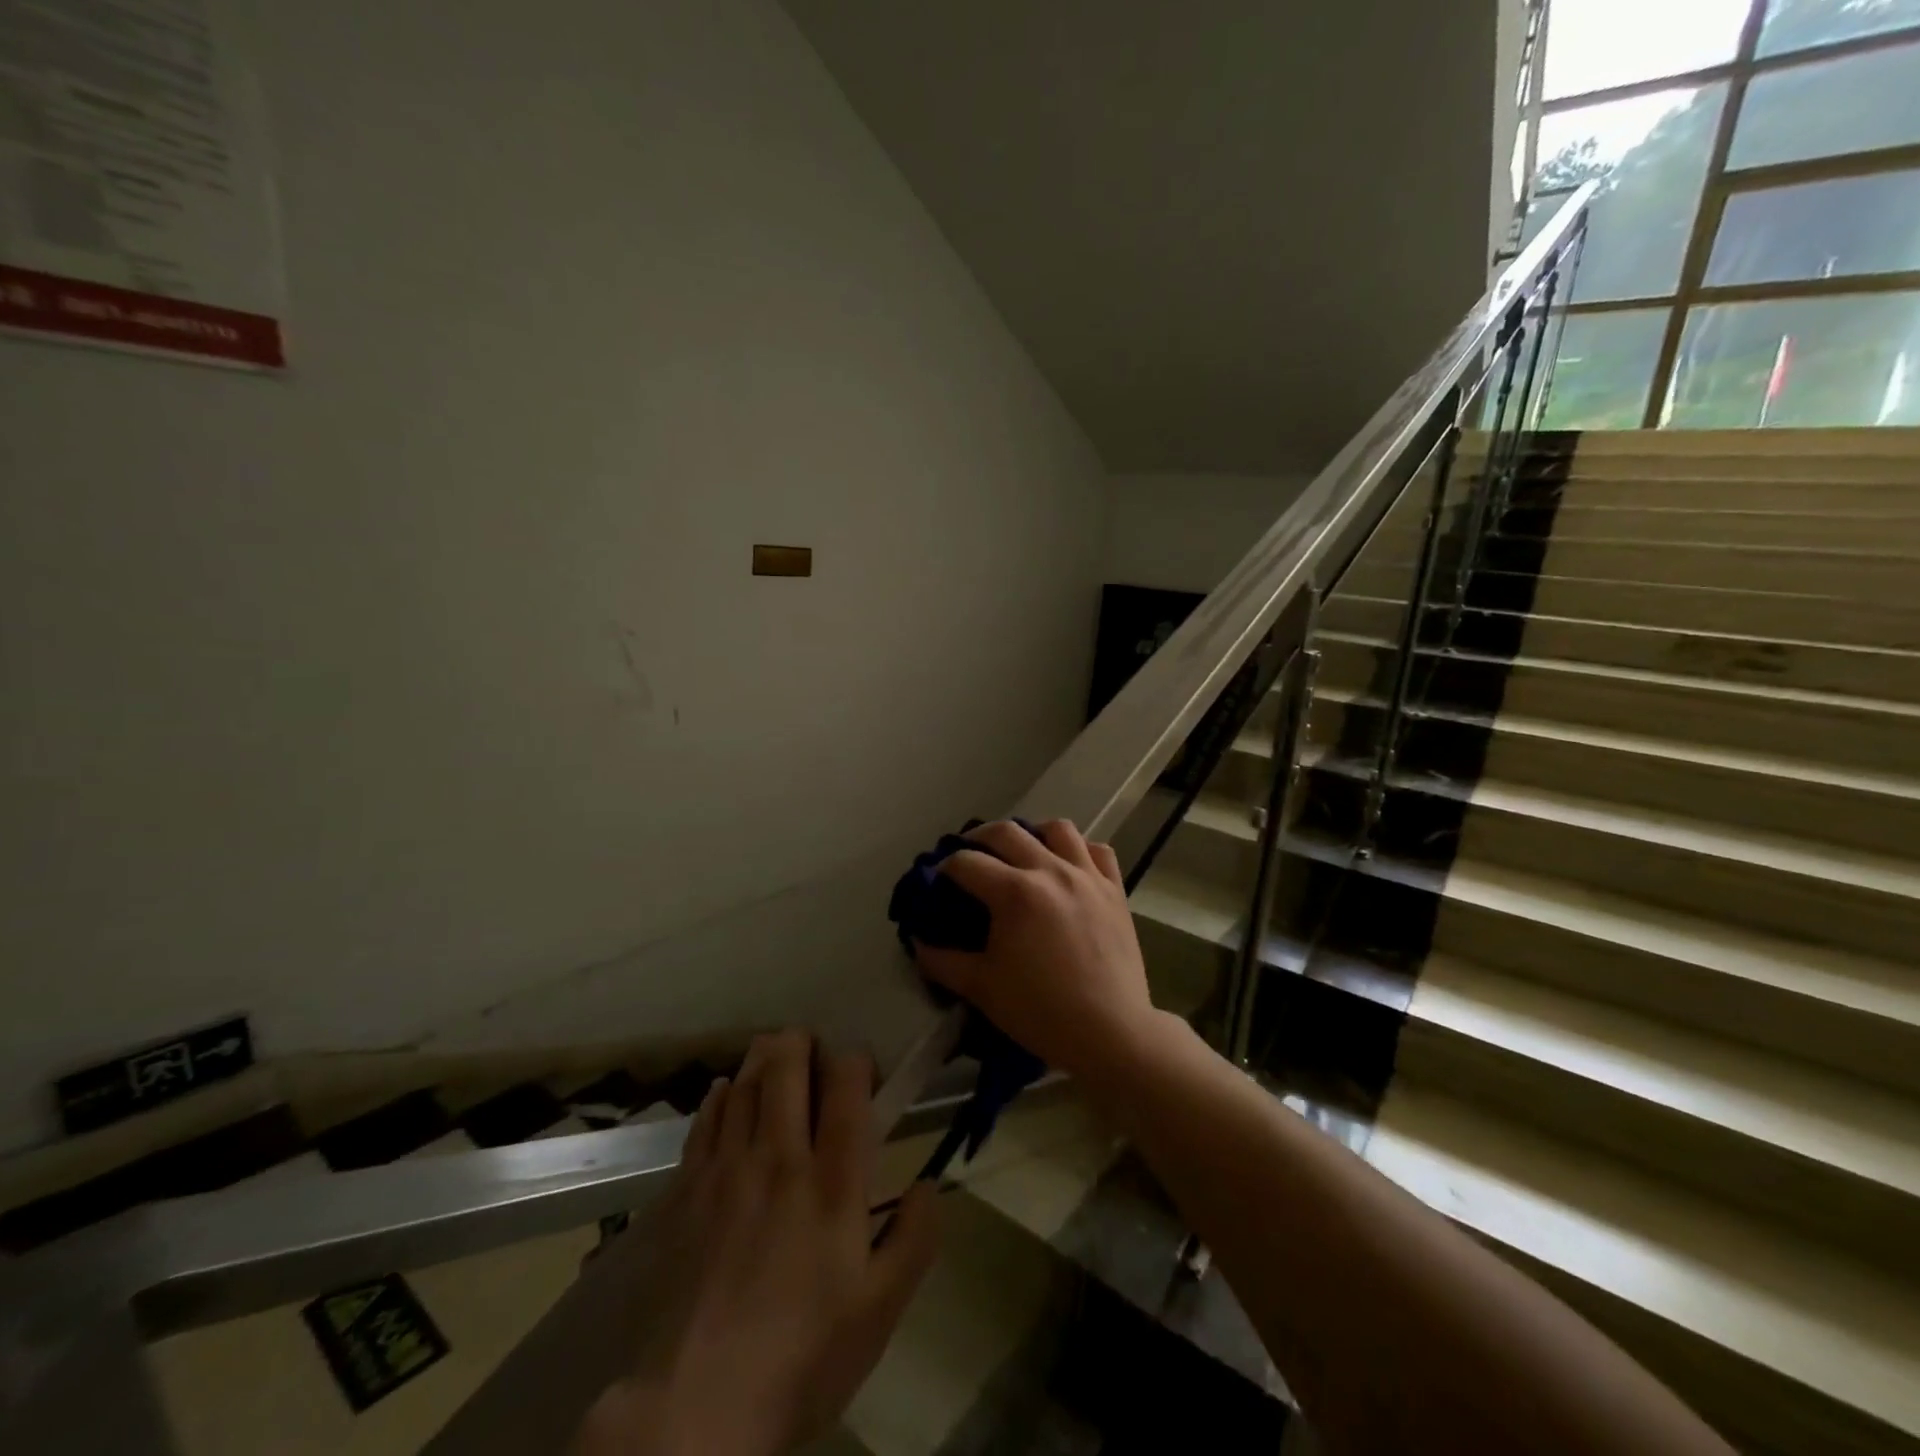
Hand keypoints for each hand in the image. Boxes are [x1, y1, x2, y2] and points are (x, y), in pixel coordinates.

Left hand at [577, 1031, 939, 1455]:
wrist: (698, 1408)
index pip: (846, 1087)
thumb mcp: (880, 1311)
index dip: (855, 1062)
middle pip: (786, 1067)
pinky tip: (726, 1092)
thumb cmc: (802, 1356)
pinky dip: (720, 1096)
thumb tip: (928, 1185)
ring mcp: (726, 1169)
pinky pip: (705, 1121)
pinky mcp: (686, 1191)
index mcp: (832, 1180)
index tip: (860, 1070)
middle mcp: (779, 1157)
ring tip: (773, 1054)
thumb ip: (915, 1239)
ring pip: (744, 1085)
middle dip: (800, 1043)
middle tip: (810, 1044)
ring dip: (761, 1059)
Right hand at [913, 819, 1161, 1082]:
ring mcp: (1087, 876)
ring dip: (1033, 833)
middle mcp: (1051, 871)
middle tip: (969, 854)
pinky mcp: (1115, 889)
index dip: (945, 867)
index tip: (937, 880)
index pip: (967, 863)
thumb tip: (917, 942)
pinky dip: (1079, 850)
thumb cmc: (1041, 1011)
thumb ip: (942, 962)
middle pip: (1007, 832)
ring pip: (1058, 829)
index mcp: (1015, 893)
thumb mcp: (981, 988)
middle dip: (979, 838)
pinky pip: (1098, 851)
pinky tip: (1069, 865)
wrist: (1111, 1033)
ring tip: (1022, 851)